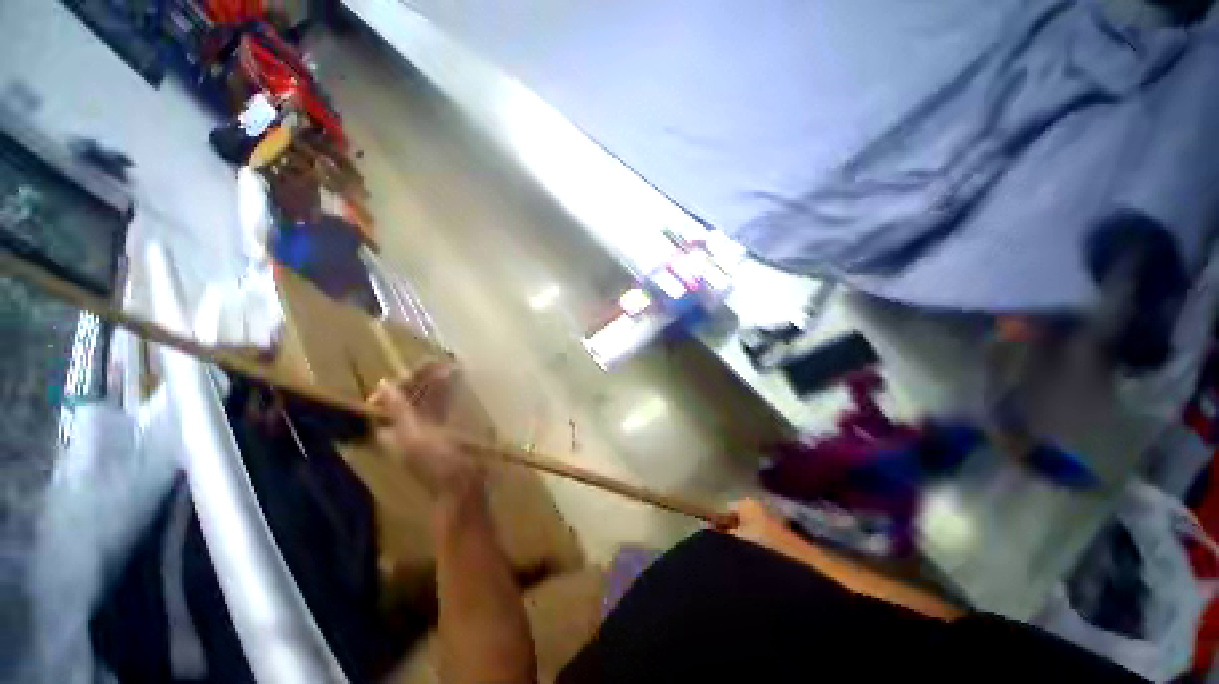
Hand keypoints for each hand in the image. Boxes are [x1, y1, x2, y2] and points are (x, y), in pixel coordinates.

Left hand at [368, 362, 480, 497]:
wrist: (462, 489)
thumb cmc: (437, 464)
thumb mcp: (415, 437)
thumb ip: (399, 411)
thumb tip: (384, 383)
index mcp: (391, 431)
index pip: (389, 398)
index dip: (403, 380)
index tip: (424, 364)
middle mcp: (405, 428)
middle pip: (409, 397)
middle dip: (423, 378)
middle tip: (443, 360)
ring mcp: (426, 430)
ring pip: (427, 400)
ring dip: (437, 383)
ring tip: (452, 366)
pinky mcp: (445, 431)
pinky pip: (442, 407)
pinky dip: (448, 393)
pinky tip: (458, 382)